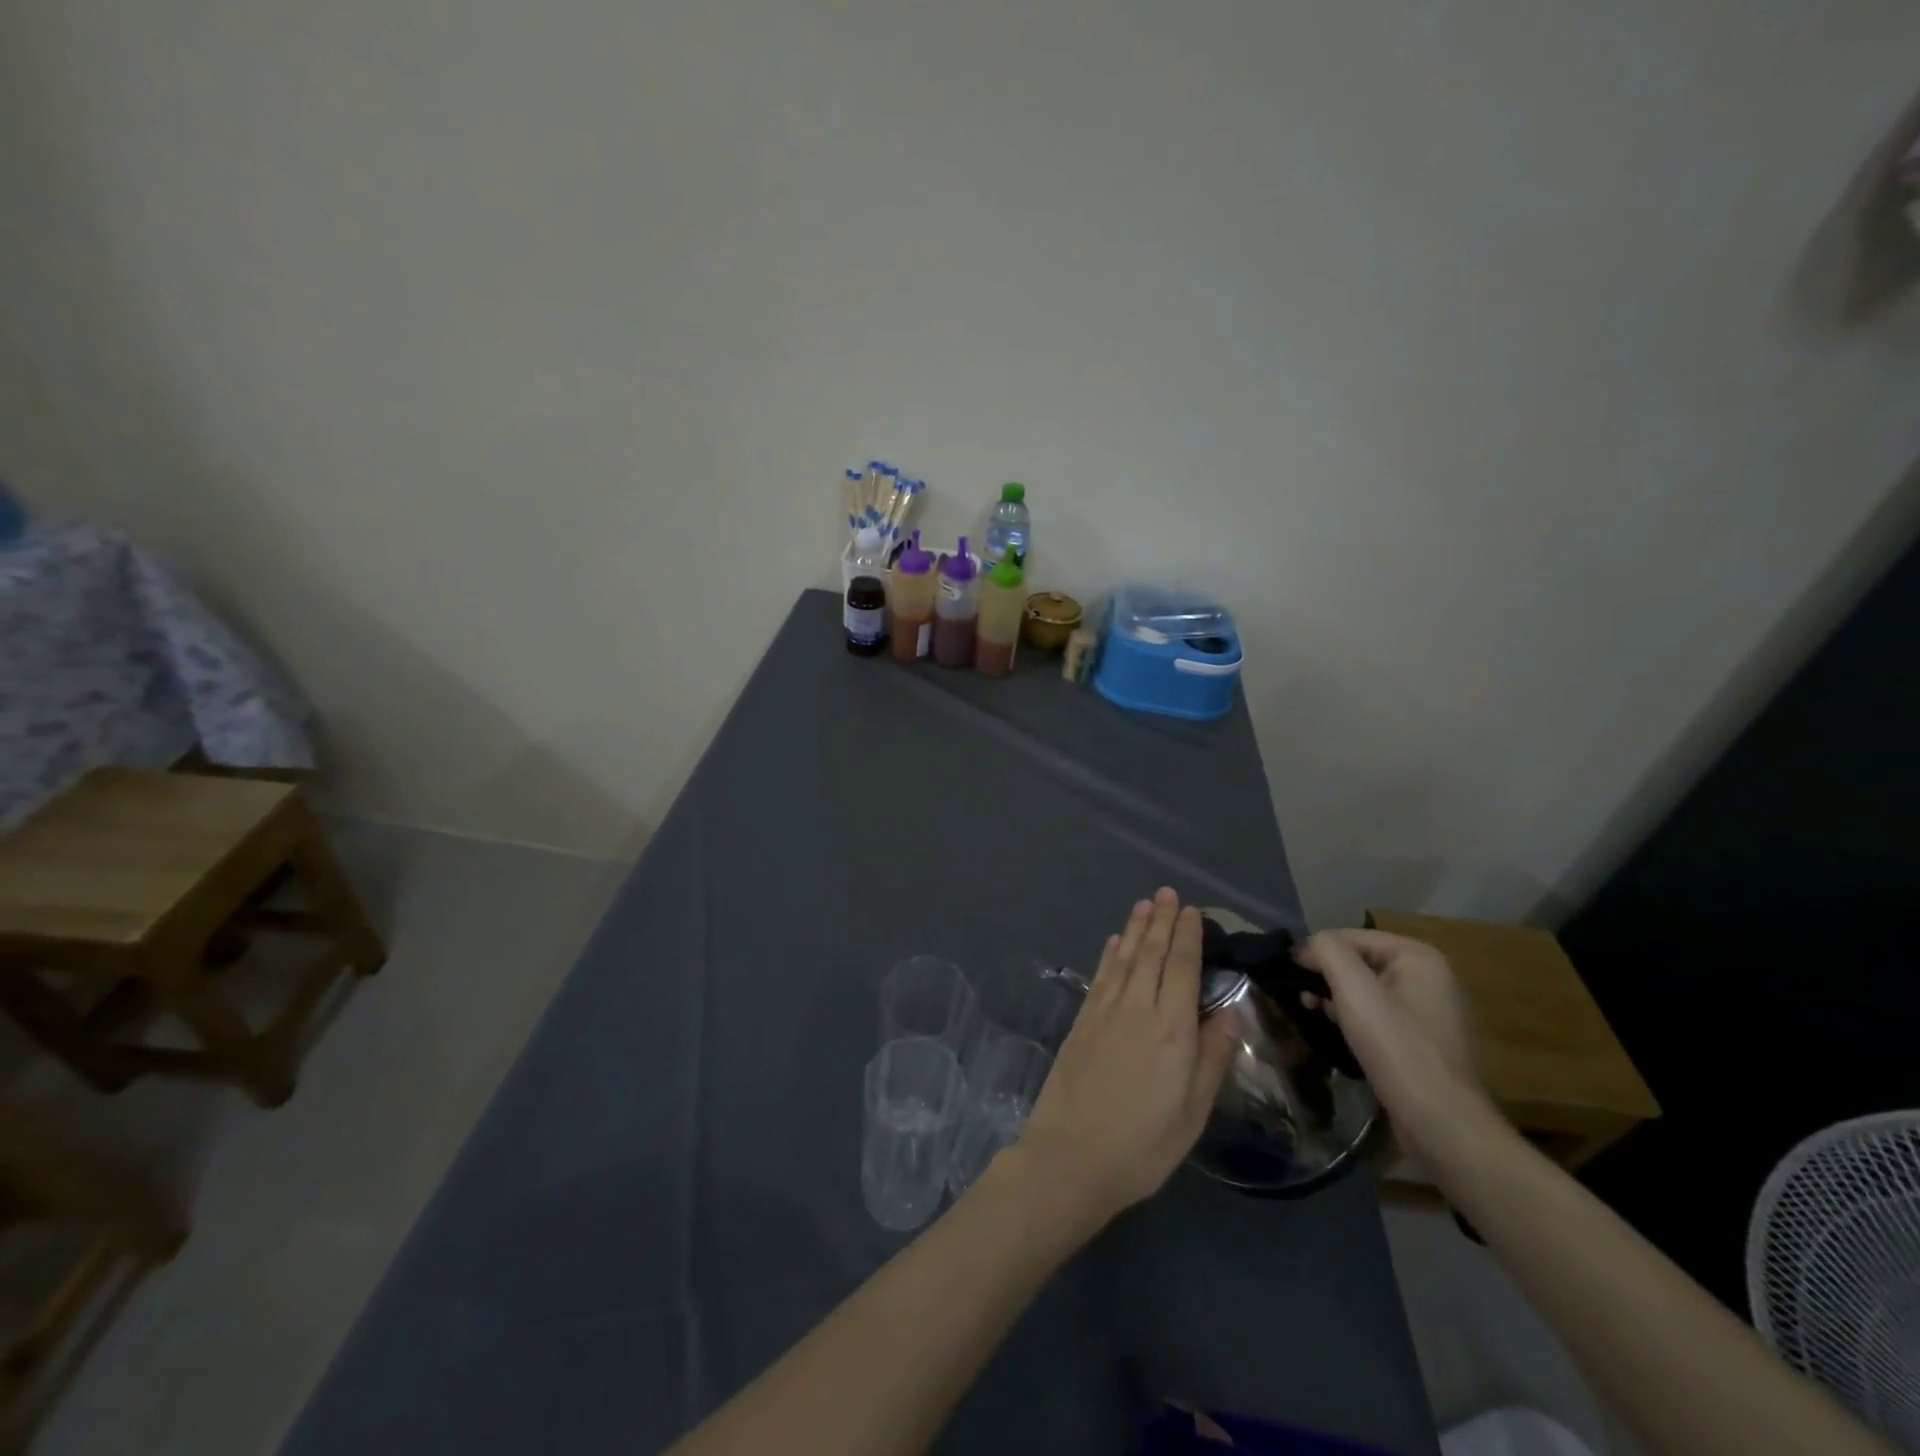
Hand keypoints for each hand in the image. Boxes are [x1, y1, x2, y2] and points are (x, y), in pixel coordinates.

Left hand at [1017, 888, 1236, 1227]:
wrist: (1071, 1155)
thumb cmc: (1143, 1144)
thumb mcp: (1193, 1112)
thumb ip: (1212, 1057)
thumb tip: (1230, 1011)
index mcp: (1172, 1029)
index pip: (1183, 968)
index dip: (1188, 936)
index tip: (1192, 911)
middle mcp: (1138, 1008)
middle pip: (1152, 954)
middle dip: (1162, 921)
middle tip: (1168, 893)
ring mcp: (1105, 1011)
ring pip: (1125, 958)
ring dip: (1136, 928)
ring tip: (1144, 904)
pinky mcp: (1082, 1020)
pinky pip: (1101, 975)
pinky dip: (1110, 953)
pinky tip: (1115, 941)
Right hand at [1293, 929, 1495, 1163]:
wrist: (1442, 1124)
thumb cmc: (1398, 1048)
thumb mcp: (1355, 989)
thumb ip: (1327, 951)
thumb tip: (1306, 947)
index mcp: (1418, 957)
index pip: (1351, 936)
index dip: (1315, 951)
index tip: (1287, 974)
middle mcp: (1428, 977)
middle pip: (1358, 962)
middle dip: (1325, 976)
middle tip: (1300, 998)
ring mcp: (1428, 1011)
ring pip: (1365, 989)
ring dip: (1335, 998)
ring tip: (1311, 1014)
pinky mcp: (1421, 1041)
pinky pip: (1377, 1016)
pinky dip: (1352, 1019)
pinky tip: (1337, 1034)